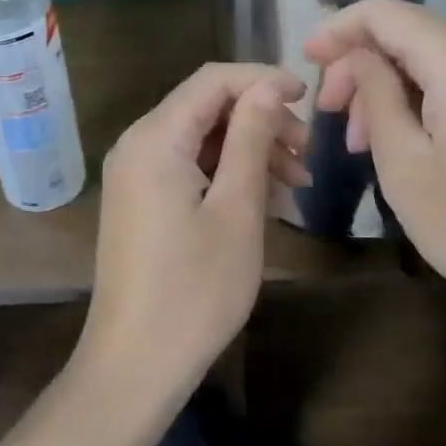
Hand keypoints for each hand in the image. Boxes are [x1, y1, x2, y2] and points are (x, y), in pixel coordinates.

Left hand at [77, 63, 309, 402]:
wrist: (135, 365)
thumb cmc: (195, 289)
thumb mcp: (237, 208)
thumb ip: (251, 137)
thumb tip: (269, 87)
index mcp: (155, 138)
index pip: (213, 80)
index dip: (263, 80)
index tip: (309, 96)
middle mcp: (138, 144)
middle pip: (207, 107)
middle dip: (262, 121)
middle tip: (308, 154)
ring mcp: (136, 174)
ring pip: (202, 139)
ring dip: (251, 150)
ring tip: (298, 184)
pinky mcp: (142, 199)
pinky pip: (190, 167)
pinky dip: (228, 174)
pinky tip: (269, 201)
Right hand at [305, 0, 445, 325]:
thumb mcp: (406, 167)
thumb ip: (375, 97)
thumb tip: (357, 57)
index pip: (382, 12)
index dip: (337, 29)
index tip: (304, 61)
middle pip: (407, 33)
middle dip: (360, 67)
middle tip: (334, 121)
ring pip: (432, 56)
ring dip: (390, 87)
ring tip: (365, 142)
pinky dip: (423, 96)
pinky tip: (409, 139)